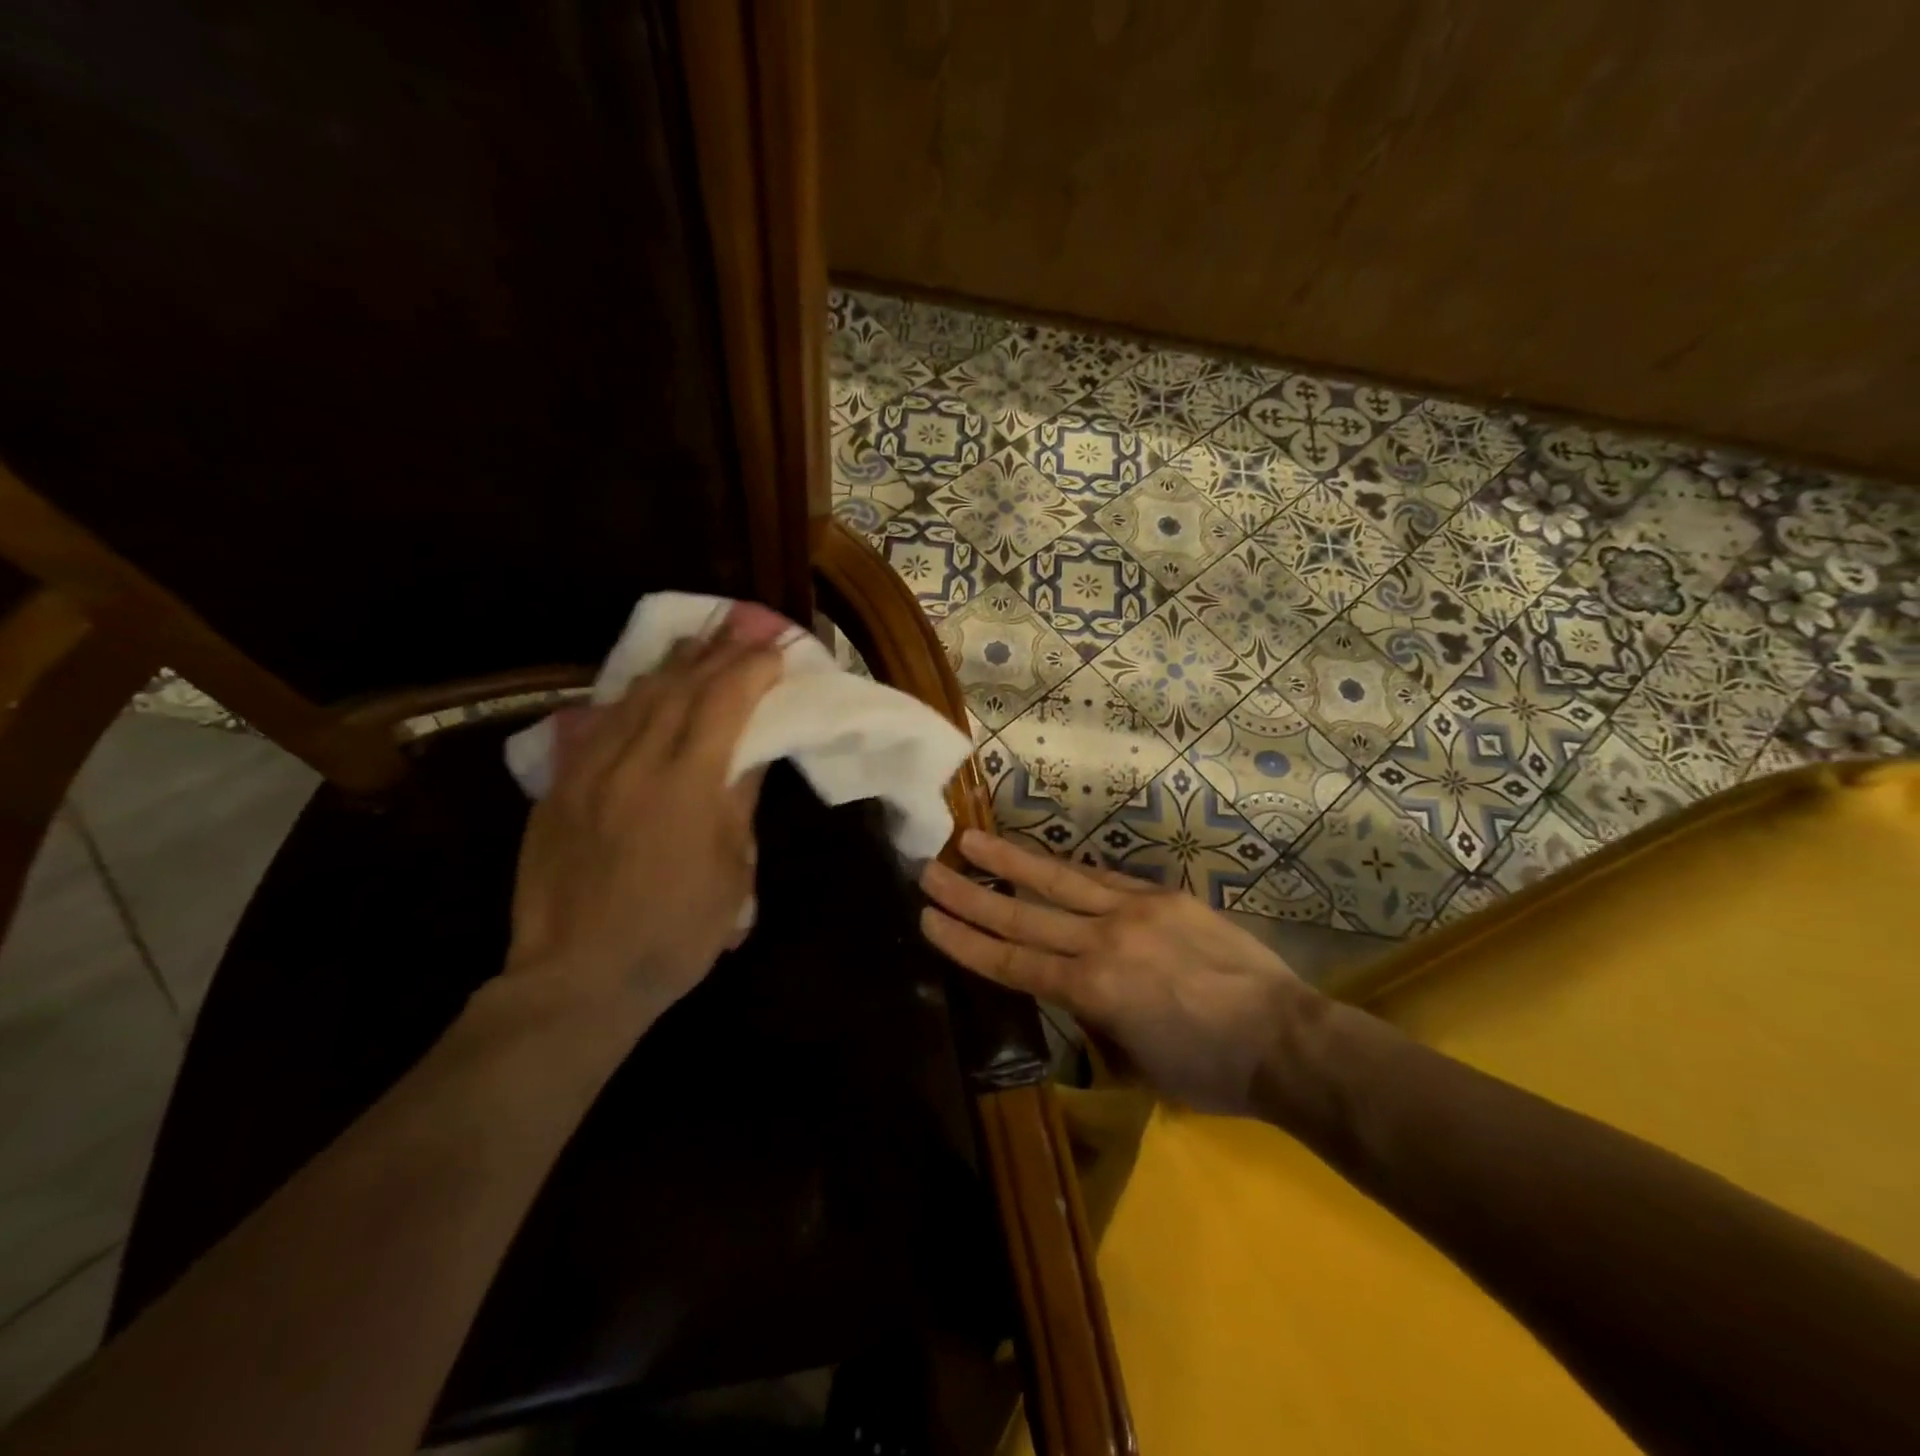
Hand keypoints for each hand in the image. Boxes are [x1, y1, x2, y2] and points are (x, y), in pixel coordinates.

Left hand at [505, 632, 782, 1033]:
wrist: (579, 977)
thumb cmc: (675, 932)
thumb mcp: (731, 870)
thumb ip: (738, 800)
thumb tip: (752, 751)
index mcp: (686, 784)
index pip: (724, 703)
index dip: (752, 670)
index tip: (775, 650)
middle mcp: (634, 762)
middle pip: (679, 688)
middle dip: (715, 652)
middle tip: (741, 626)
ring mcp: (589, 771)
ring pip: (635, 698)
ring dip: (672, 665)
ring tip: (696, 640)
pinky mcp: (560, 787)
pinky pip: (598, 724)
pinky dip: (629, 697)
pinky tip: (642, 686)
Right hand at [920, 830, 1315, 1113]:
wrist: (1285, 1038)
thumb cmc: (1209, 1070)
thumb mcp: (1135, 1064)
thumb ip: (1094, 1022)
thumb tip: (1073, 995)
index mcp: (1093, 991)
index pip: (1013, 962)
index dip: (966, 942)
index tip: (928, 918)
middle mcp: (1104, 942)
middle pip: (1023, 915)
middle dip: (970, 895)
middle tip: (929, 871)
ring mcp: (1135, 911)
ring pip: (1058, 881)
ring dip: (1010, 861)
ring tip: (971, 840)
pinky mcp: (1162, 895)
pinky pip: (1104, 879)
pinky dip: (1067, 871)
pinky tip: (1044, 860)